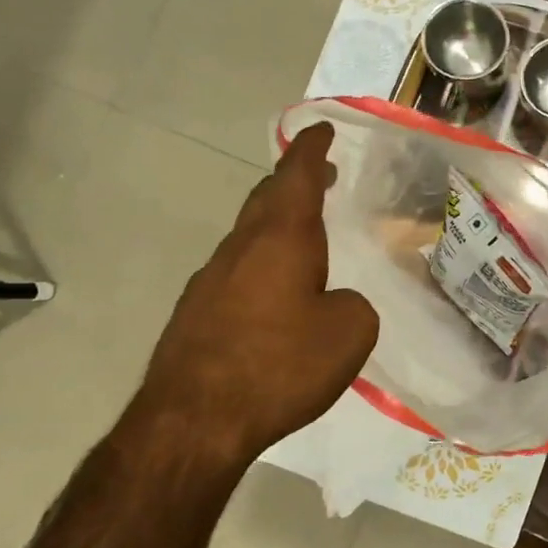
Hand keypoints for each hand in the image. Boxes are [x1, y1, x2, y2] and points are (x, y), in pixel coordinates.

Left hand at [135, 123, 378, 459]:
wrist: (195, 420)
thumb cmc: (281, 365)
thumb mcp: (350, 333)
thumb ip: (353, 304)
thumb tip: (333, 302)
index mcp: (281, 238)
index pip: (297, 176)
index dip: (312, 148)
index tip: (322, 128)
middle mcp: (241, 248)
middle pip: (266, 199)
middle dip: (294, 181)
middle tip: (319, 174)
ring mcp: (210, 280)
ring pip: (249, 237)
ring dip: (276, 225)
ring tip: (303, 236)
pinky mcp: (195, 314)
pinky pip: (237, 273)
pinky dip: (262, 266)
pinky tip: (274, 296)